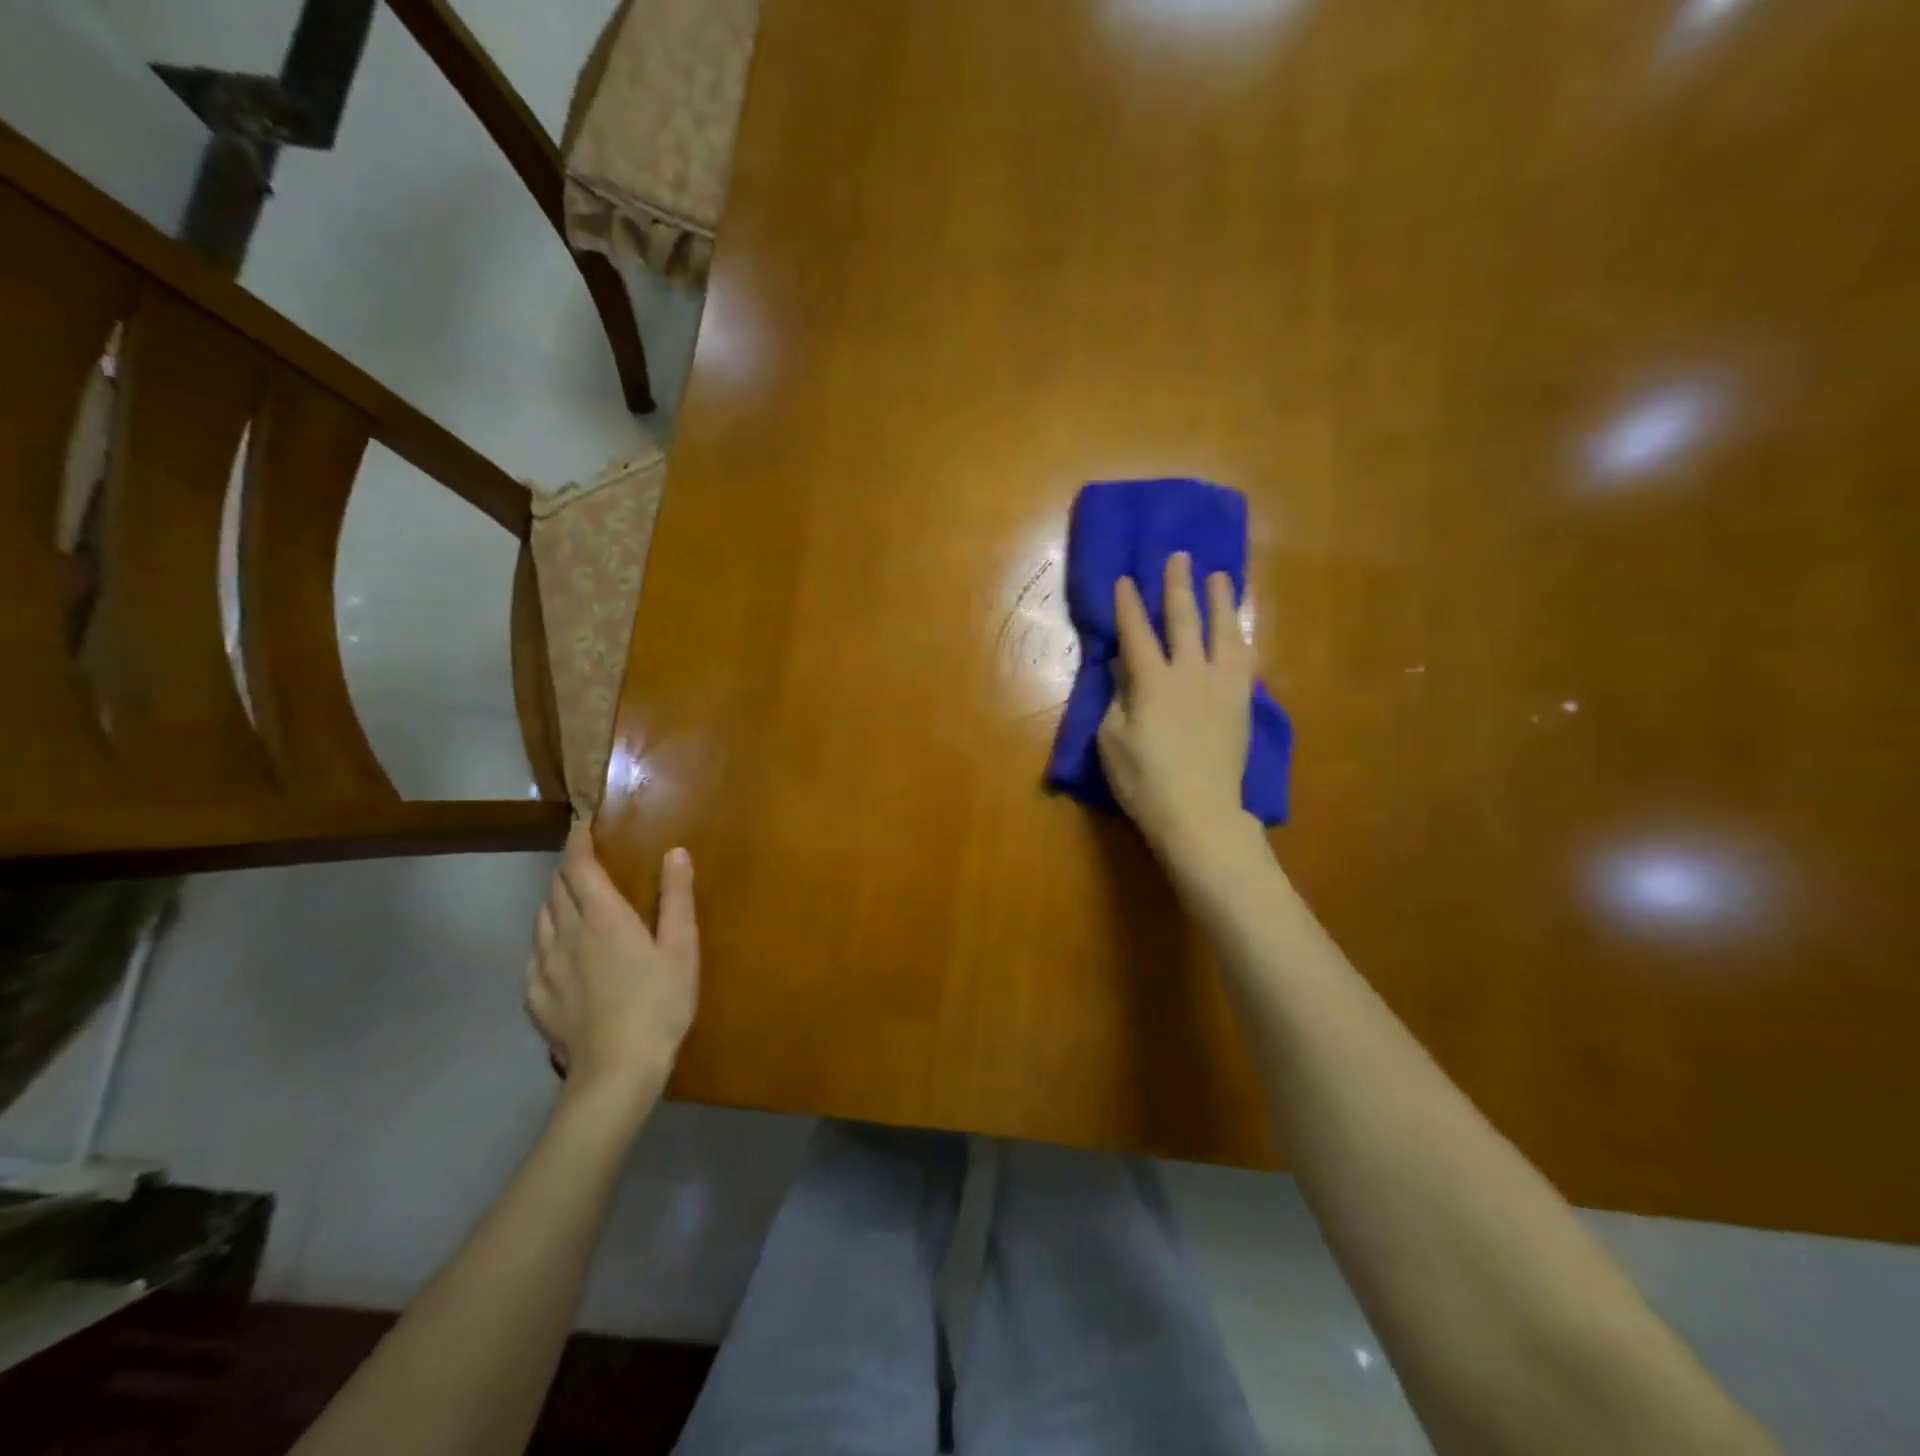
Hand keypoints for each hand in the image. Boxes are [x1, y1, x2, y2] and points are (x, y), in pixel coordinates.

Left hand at [527, 822, 698, 1119]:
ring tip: (573, 902)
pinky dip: (546, 938)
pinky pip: (534, 954)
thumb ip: (676, 897)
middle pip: (555, 889)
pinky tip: (560, 952)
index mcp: (602, 917)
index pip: (578, 866)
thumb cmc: (659, 1003)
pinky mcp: (536, 998)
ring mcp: (544, 968)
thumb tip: (675, 851)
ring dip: (554, 901)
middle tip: (587, 863)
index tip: (582, 823)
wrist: (616, 1072)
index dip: (577, 841)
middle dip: (568, 869)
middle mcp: (565, 934)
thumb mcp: (682, 947)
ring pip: (540, 919)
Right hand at [1097, 552, 1261, 873]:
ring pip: (1222, 632)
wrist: (1199, 812)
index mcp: (1152, 682)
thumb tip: (1121, 666)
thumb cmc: (1144, 780)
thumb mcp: (1111, 740)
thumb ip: (1117, 698)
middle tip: (1179, 557)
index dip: (1128, 605)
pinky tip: (1238, 629)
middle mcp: (1189, 673)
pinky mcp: (1241, 703)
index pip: (1136, 633)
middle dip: (1178, 587)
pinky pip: (1244, 660)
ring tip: (1219, 577)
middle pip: (1184, 620)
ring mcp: (1221, 686)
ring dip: (1219, 601)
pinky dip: (1240, 638)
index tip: (1125, 579)